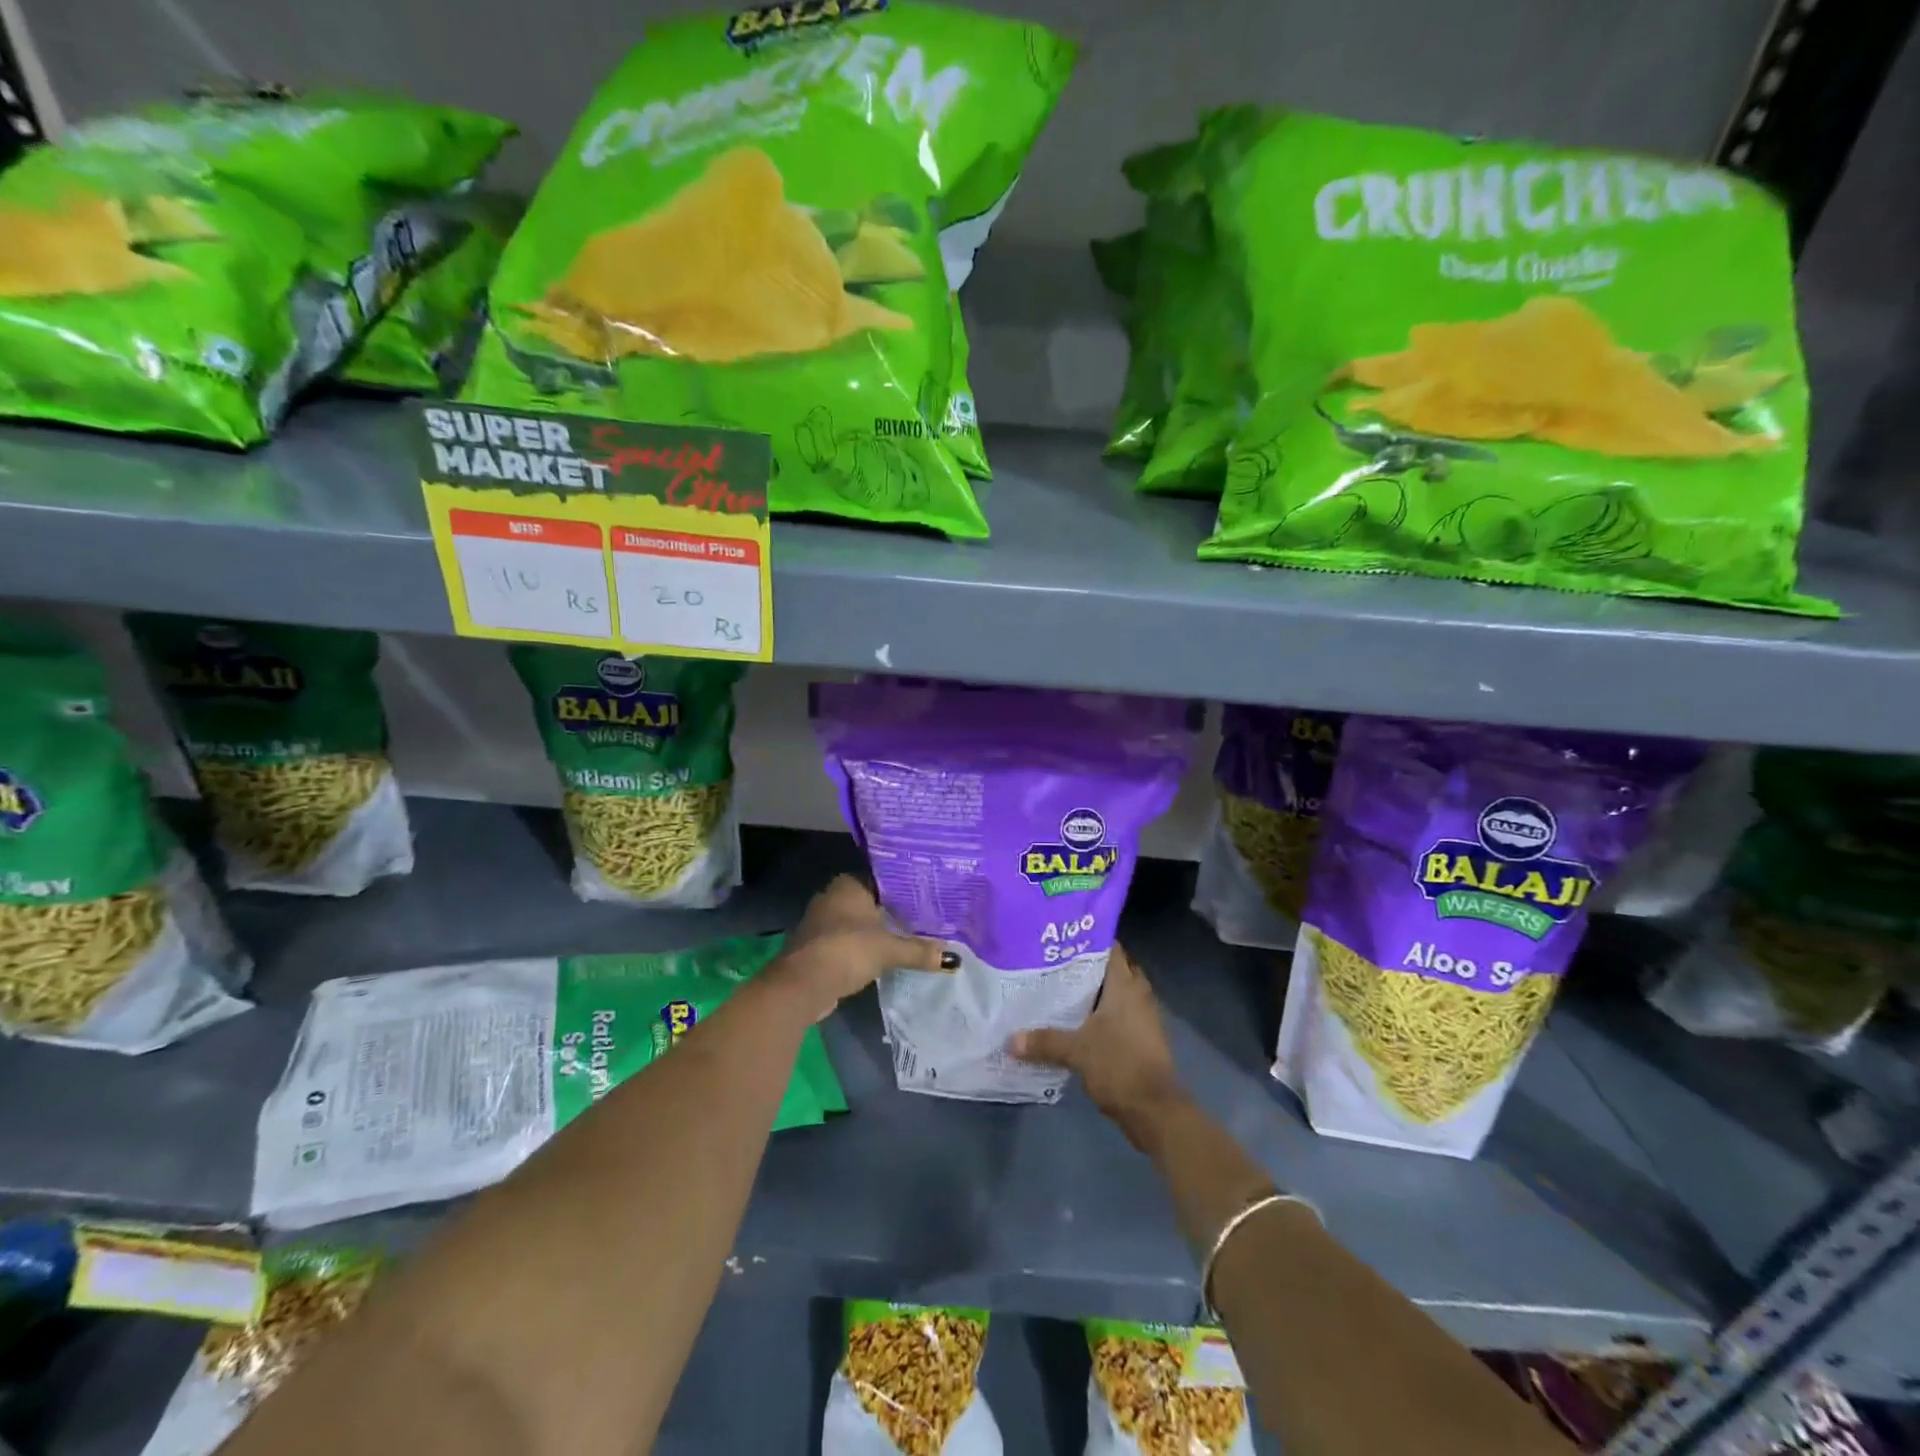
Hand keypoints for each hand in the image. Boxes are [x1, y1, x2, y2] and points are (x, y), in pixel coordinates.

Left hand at [775, 876, 955, 1020]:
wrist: (803, 985)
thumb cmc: (847, 950)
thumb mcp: (889, 949)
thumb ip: (919, 951)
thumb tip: (952, 958)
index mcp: (849, 884)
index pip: (883, 879)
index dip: (906, 888)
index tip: (929, 897)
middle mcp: (833, 896)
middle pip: (872, 901)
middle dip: (894, 911)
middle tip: (926, 918)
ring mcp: (822, 922)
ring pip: (860, 922)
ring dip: (879, 931)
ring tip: (911, 937)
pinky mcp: (819, 946)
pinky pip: (850, 941)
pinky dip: (865, 947)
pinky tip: (885, 956)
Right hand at [1008, 944, 1189, 1149]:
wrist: (1155, 1110)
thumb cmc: (1119, 1065)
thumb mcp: (1076, 1051)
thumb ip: (1044, 1041)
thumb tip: (1010, 1040)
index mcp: (1125, 985)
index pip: (1109, 947)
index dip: (1086, 940)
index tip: (1060, 939)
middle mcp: (1137, 993)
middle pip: (1111, 969)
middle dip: (1085, 966)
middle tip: (1053, 963)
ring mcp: (1142, 1016)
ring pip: (1114, 993)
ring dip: (1092, 992)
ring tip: (1057, 989)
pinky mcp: (1141, 1037)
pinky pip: (1118, 1014)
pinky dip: (1099, 1013)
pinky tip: (1074, 1020)